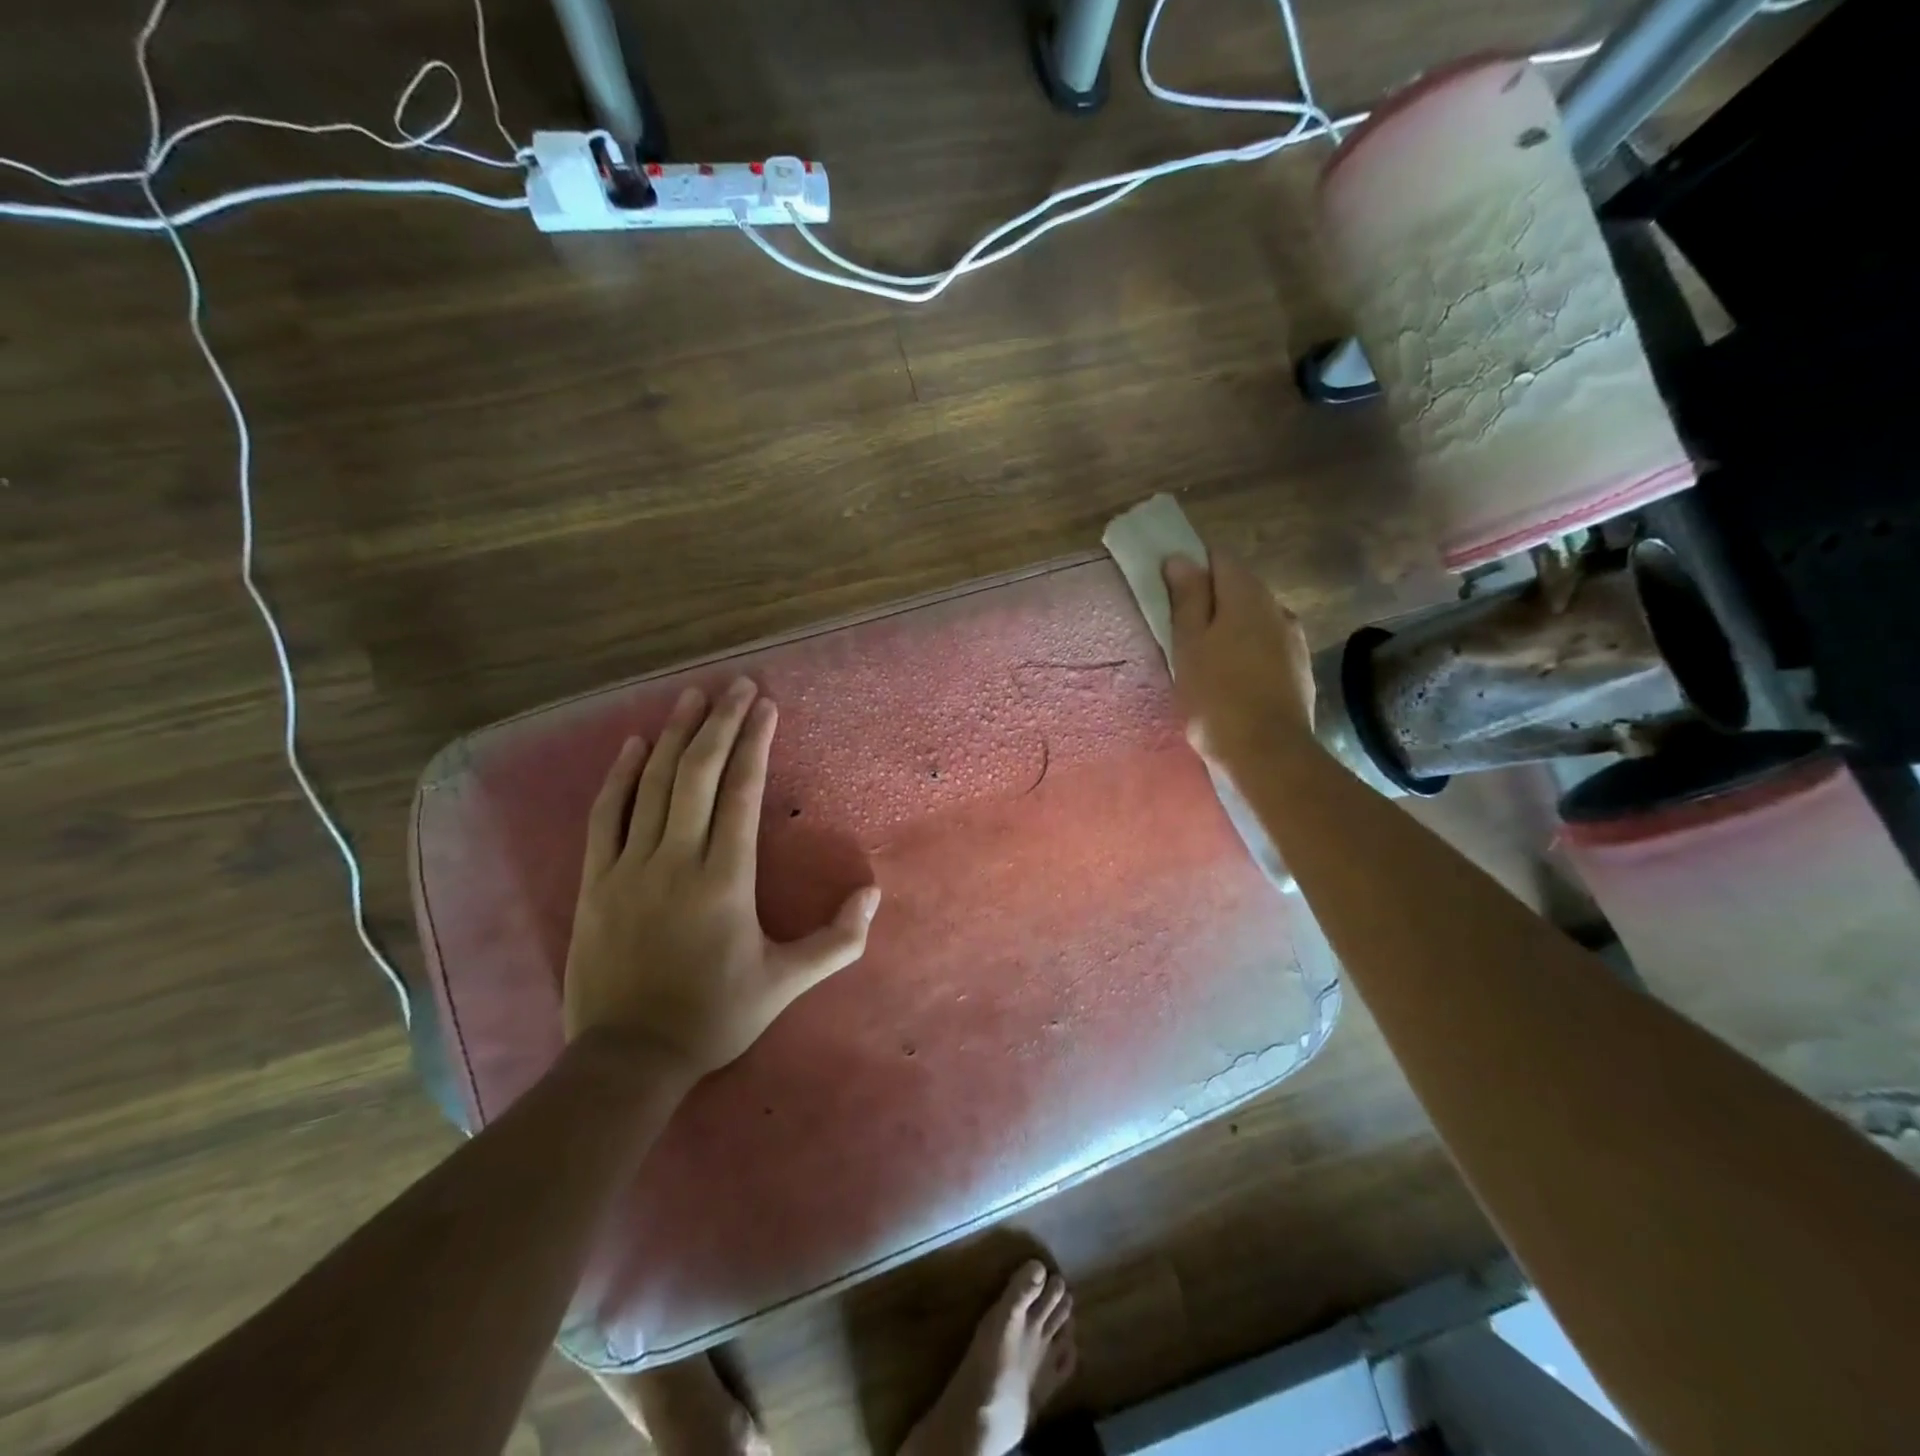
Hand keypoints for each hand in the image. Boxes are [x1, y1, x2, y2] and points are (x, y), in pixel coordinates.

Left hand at [563, 677, 880, 1082]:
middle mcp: (676, 861)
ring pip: (651, 785)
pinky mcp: (594, 881)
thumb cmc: (716, 1016)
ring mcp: (628, 867)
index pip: (741, 793)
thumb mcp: (788, 983)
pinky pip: (605, 816)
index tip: (765, 705)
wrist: (629, 1057)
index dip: (754, 744)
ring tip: (692, 696)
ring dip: (674, 735)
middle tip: (736, 684)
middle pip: (697, 775)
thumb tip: (873, 894)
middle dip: (720, 724)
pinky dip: (619, 775)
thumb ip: (838, 941)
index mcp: (725, 880)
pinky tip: (633, 744)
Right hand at [1163, 551, 1315, 767]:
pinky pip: (1268, 645)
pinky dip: (1249, 651)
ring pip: (1255, 618)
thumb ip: (1186, 599)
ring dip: (1231, 628)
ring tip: (1207, 661)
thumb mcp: (1188, 645)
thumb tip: (1180, 559)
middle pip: (1239, 588)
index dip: (1192, 570)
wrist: (1268, 752)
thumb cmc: (1216, 696)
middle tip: (1182, 634)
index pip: (1218, 559)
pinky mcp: (1300, 667)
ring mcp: (1294, 638)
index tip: (1170, 596)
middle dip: (1211, 601)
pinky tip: (1234, 679)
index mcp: (1246, 594)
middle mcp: (1277, 606)